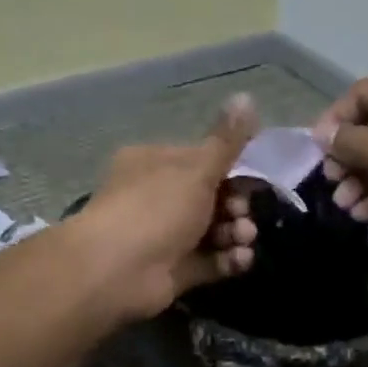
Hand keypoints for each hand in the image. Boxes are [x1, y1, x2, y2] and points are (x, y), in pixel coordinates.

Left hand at [76, 94, 259, 320]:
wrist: (117, 270)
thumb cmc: (156, 208)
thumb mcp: (197, 169)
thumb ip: (227, 141)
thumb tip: (247, 96)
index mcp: (156, 163)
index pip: (202, 161)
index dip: (231, 171)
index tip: (251, 181)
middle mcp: (159, 197)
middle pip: (212, 198)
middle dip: (236, 207)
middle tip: (242, 216)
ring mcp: (167, 236)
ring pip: (215, 231)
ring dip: (236, 234)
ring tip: (243, 240)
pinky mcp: (176, 270)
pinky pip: (211, 261)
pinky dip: (229, 259)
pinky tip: (240, 259)